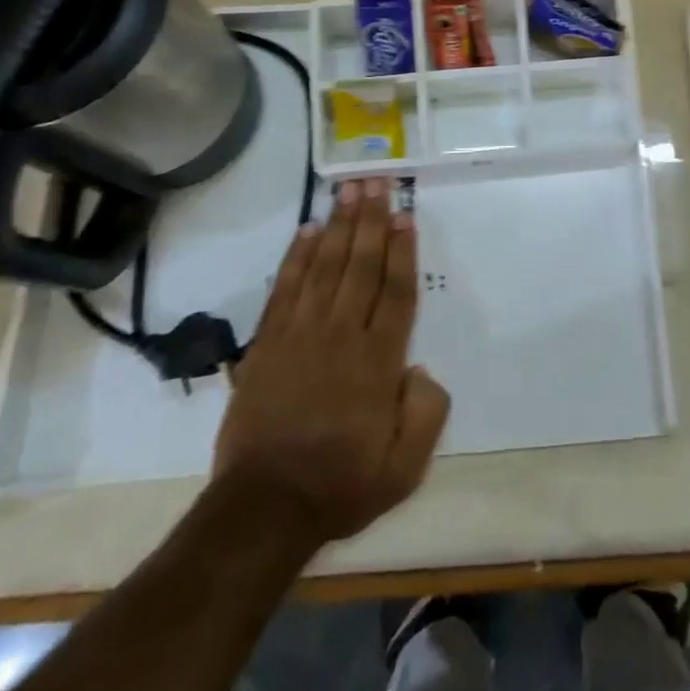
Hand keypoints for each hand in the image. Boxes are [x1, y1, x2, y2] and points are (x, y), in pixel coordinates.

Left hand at [214, 178, 450, 545]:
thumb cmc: (341, 484)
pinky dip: (296, 257)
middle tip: (377, 181)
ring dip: (338, 226)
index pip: (396, 292)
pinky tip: (307, 231)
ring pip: (325, 267)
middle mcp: (342, 336)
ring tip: (348, 190)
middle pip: (361, 266)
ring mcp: (300, 335)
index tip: (405, 215)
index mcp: (378, 362)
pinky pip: (285, 289)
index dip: (402, 251)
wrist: (264, 508)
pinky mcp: (267, 343)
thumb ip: (426, 413)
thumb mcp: (404, 467)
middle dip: (371, 221)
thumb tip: (419, 368)